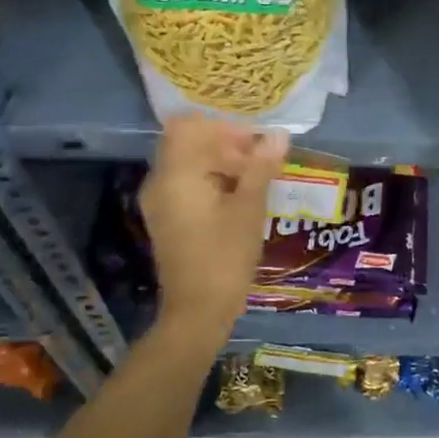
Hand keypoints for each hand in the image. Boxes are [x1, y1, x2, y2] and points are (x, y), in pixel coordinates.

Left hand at [139, 116, 287, 333]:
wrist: (198, 311)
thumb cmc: (225, 257)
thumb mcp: (249, 208)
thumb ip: (261, 167)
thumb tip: (279, 135)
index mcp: (175, 175)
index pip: (188, 126)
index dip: (223, 127)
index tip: (254, 142)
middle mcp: (159, 182)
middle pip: (188, 143)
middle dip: (226, 145)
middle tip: (261, 161)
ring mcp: (159, 202)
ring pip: (189, 164)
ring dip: (221, 163)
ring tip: (256, 181)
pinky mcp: (166, 218)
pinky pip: (186, 184)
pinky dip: (212, 181)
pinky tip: (240, 199)